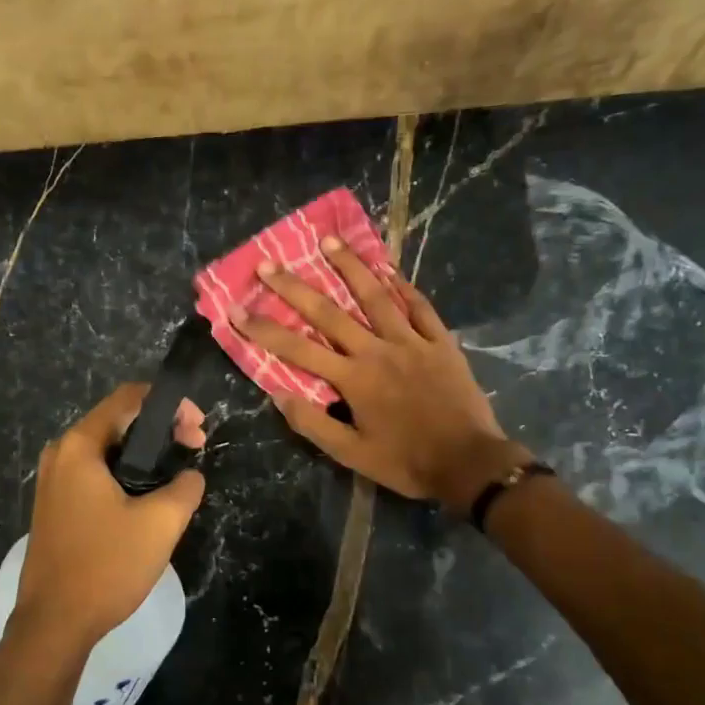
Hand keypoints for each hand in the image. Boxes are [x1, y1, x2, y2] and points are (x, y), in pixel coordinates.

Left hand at [12, 383, 206, 657]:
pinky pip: (95, 474)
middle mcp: (60, 455)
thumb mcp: (160, 524)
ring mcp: (53, 481)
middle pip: (117, 421)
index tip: (199, 430)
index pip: (129, 398)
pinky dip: (125, 473)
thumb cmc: (106, 566)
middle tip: (195, 449)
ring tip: (177, 475)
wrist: (54, 624)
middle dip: (161, 429)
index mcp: (79, 447)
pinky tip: (148, 498)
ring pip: (107, 450)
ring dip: (144, 454)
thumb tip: (190, 475)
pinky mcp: (55, 506)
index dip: (171, 404)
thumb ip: (185, 487)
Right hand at [230, 239, 526, 511]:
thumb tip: (278, 395)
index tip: (236, 310)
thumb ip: (314, 424)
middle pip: (330, 313)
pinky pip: (421, 307)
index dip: (263, 329)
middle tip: (269, 263)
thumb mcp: (351, 455)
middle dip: (295, 287)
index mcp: (353, 379)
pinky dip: (404, 287)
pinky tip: (390, 270)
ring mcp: (412, 342)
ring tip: (328, 241)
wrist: (468, 463)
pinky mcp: (442, 343)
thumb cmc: (406, 462)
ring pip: (377, 297)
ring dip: (350, 267)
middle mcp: (378, 351)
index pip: (298, 349)